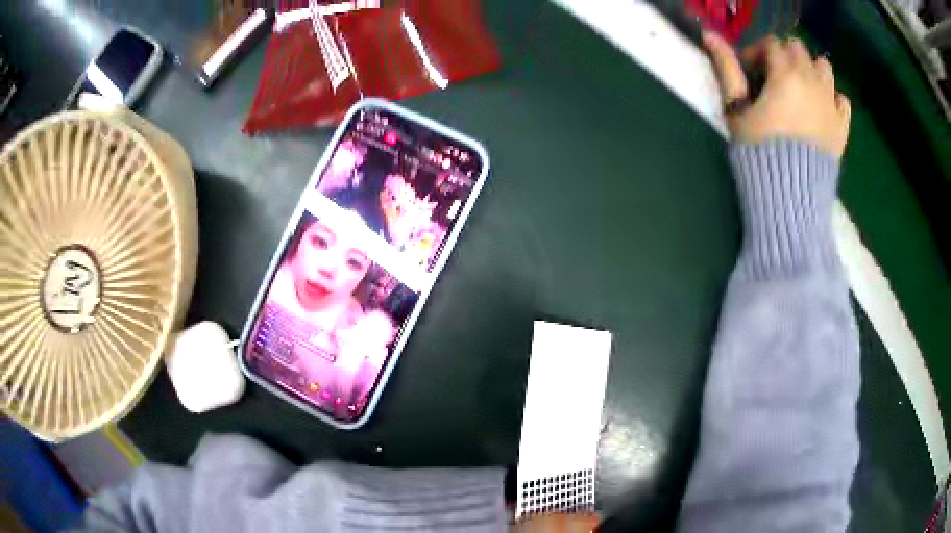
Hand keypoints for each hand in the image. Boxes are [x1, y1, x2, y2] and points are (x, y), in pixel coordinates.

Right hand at [703, 32, 851, 158]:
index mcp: (785, 75)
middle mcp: (812, 82)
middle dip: (784, 57)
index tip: (749, 72)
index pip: (771, 43)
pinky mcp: (842, 127)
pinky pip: (842, 99)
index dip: (757, 52)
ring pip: (824, 67)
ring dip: (810, 70)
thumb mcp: (736, 110)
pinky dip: (832, 97)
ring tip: (799, 90)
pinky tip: (820, 109)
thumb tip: (708, 35)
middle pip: (798, 49)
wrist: (791, 198)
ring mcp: (831, 104)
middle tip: (773, 79)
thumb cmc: (759, 154)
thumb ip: (727, 69)